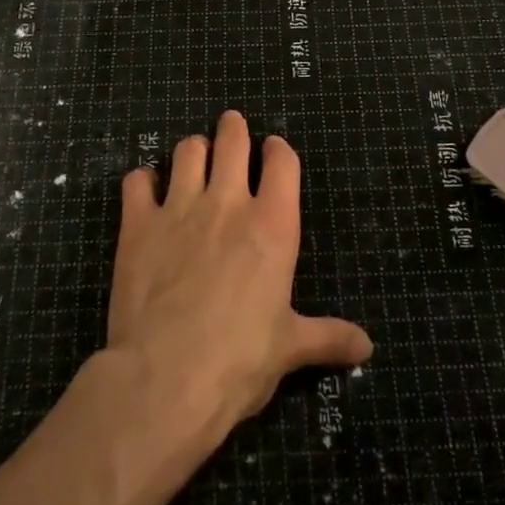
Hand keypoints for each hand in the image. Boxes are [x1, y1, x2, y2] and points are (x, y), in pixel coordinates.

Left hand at [108, 111, 372, 436]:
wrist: (165, 378)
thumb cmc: (239, 361)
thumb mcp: (290, 348)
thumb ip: (328, 337)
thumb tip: (367, 348)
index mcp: (273, 225)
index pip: (282, 162)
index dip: (278, 150)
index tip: (274, 150)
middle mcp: (228, 204)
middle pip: (232, 140)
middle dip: (234, 128)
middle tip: (232, 126)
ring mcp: (179, 209)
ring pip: (187, 151)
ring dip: (193, 149)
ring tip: (194, 156)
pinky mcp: (138, 225)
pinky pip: (137, 181)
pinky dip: (143, 180)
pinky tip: (146, 189)